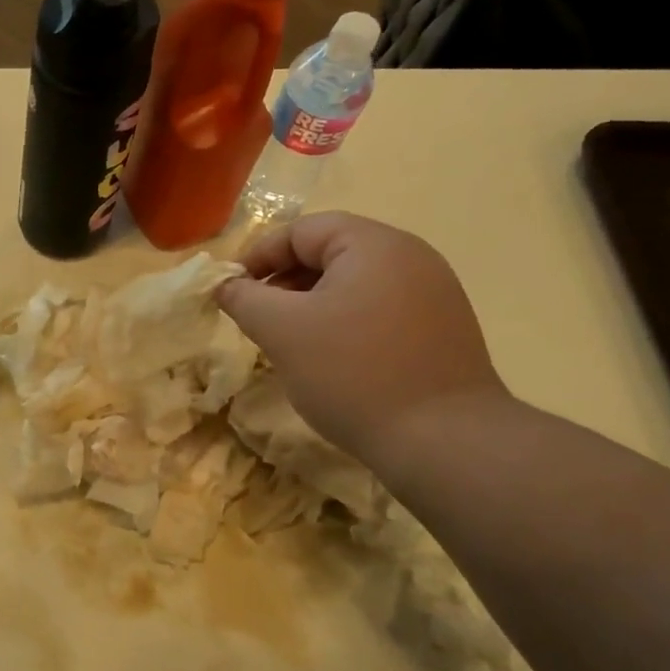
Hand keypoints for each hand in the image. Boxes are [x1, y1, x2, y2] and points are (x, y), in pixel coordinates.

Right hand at [218, 212, 507, 461]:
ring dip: (313, 304)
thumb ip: (245, 299)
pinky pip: (379, 310)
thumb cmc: (352, 373)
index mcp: (374, 245)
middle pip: (330, 252)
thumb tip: (226, 285)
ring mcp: (434, 293)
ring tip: (290, 342)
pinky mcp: (443, 329)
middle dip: (285, 281)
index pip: (302, 230)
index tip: (232, 291)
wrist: (442, 440)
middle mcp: (411, 257)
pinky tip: (332, 360)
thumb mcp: (282, 331)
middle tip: (258, 318)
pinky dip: (345, 323)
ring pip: (354, 284)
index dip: (259, 256)